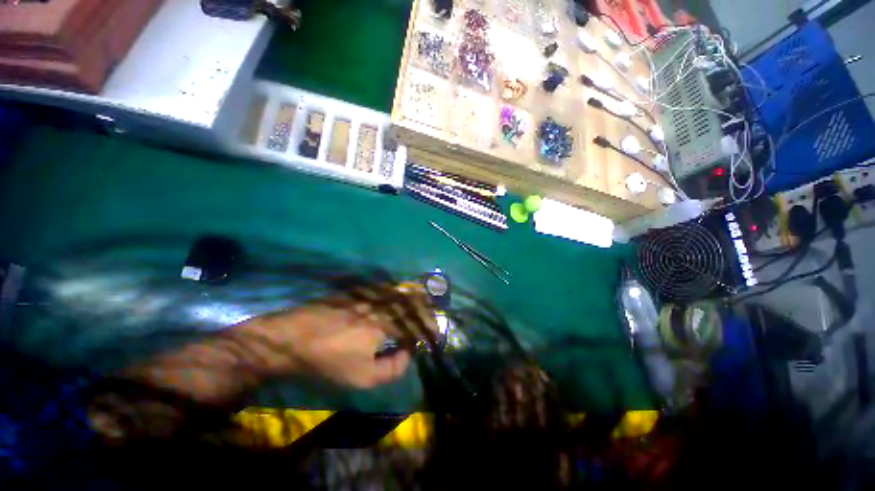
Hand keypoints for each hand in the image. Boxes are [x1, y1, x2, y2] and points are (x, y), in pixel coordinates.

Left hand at [121, 283, 437, 404]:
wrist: (291, 339)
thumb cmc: (327, 361)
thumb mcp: (361, 378)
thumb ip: (391, 368)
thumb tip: (407, 354)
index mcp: (383, 325)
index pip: (414, 324)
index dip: (427, 329)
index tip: (435, 333)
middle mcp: (379, 305)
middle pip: (408, 301)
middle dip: (424, 306)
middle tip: (434, 310)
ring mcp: (366, 295)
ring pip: (397, 290)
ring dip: (412, 294)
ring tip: (422, 297)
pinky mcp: (354, 291)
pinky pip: (381, 287)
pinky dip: (395, 289)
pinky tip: (397, 291)